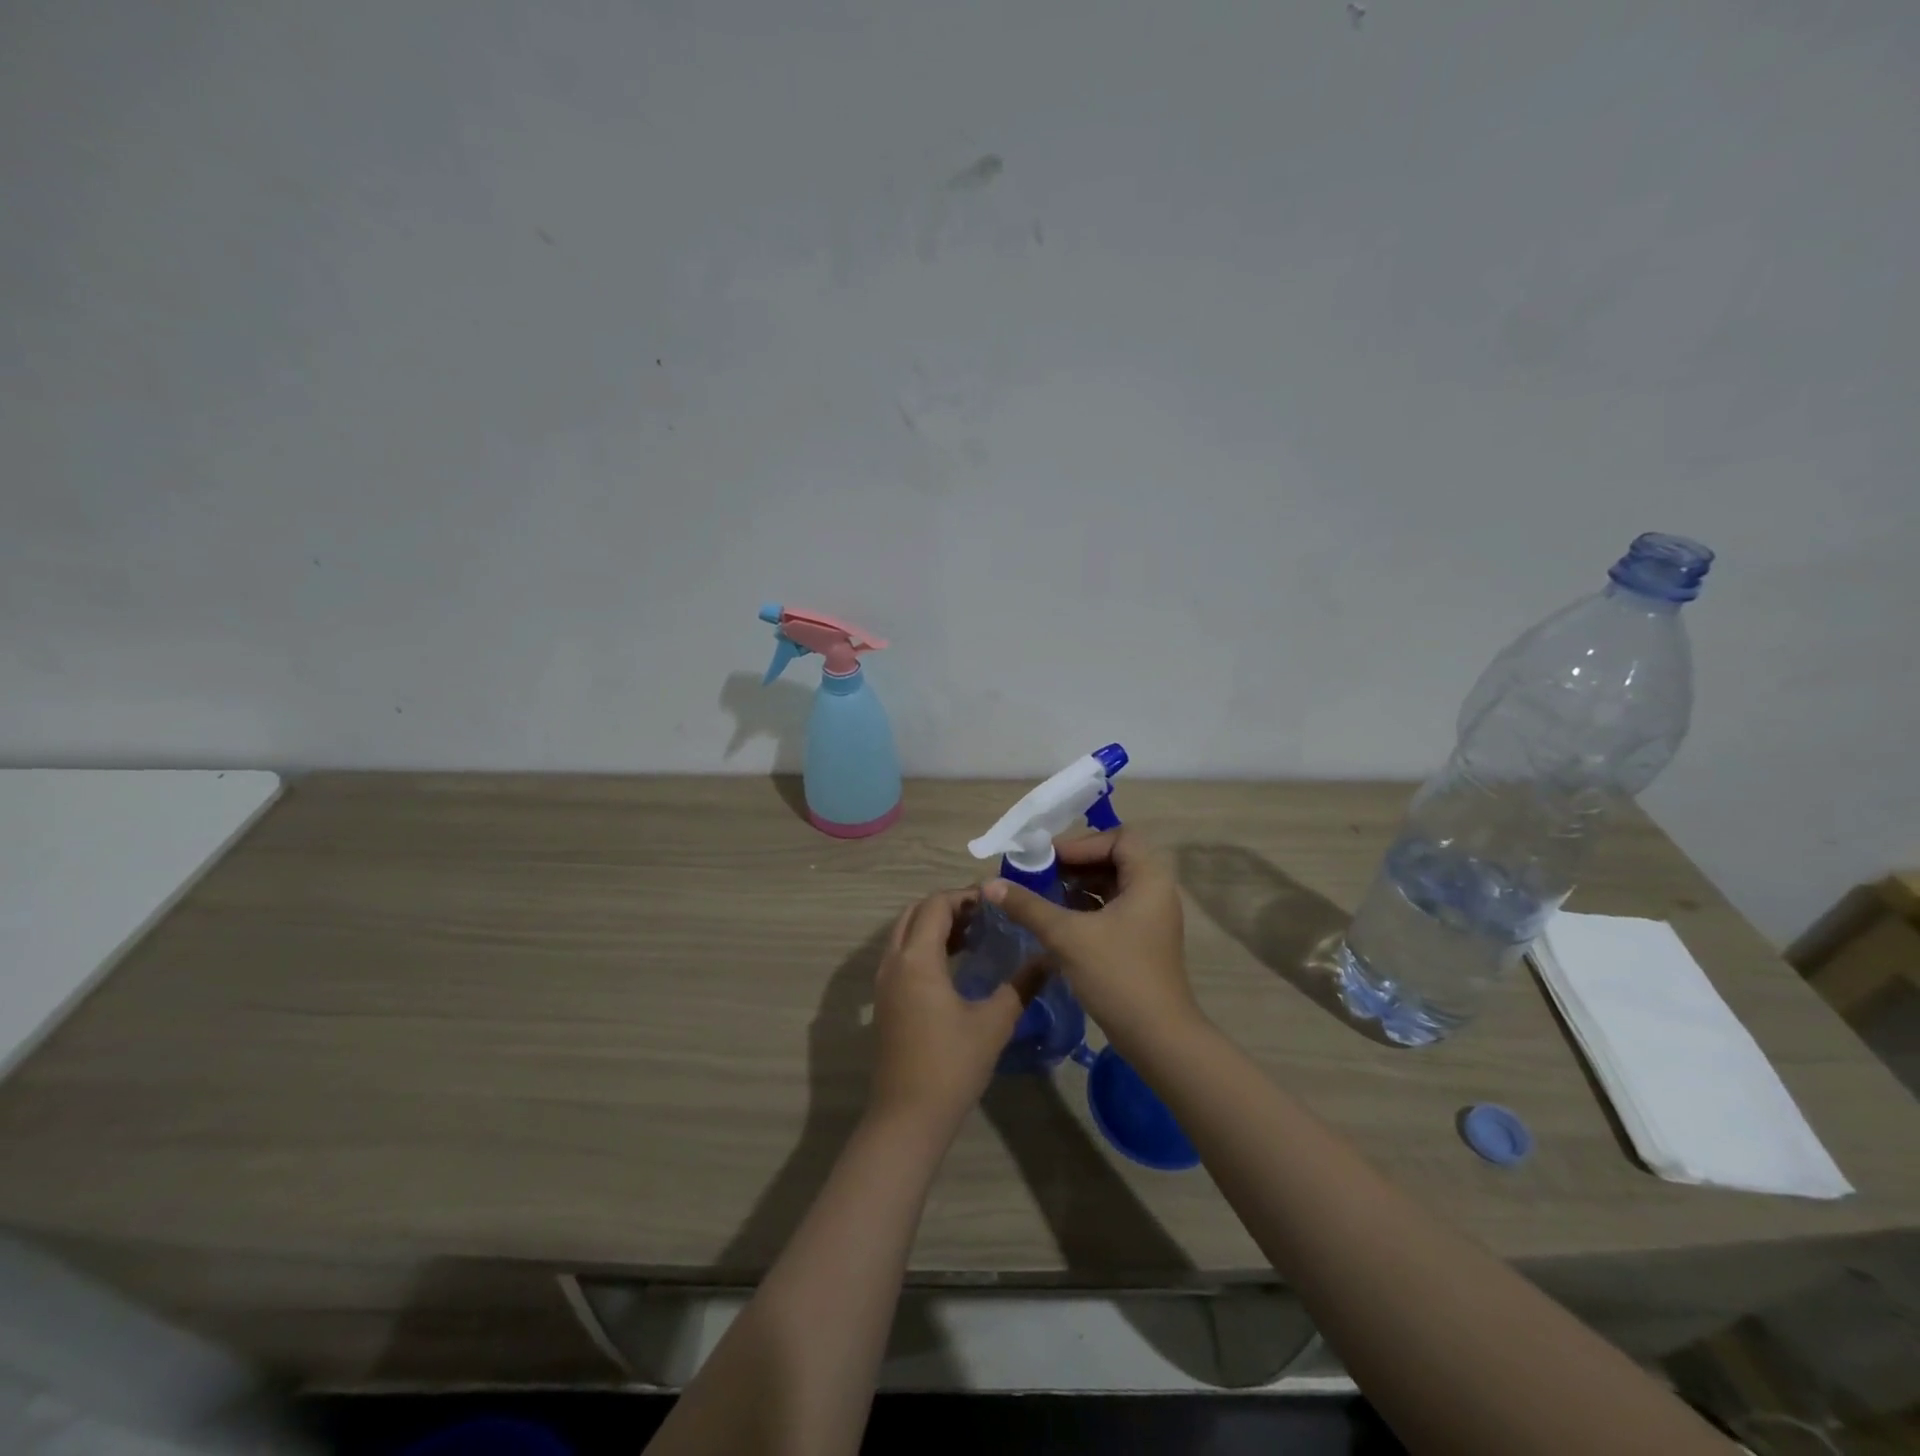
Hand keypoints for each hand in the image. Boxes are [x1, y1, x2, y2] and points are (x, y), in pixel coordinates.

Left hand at [869, 889, 1037, 1135]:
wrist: (907, 1117)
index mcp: (917, 959)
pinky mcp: (884, 1001)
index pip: (936, 905)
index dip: (964, 896)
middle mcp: (894, 962)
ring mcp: (884, 982)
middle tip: (984, 916)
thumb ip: (1021, 985)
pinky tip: (955, 965)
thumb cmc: (952, 1066)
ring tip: (974, 936)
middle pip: (915, 913)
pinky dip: (924, 946)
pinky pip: (901, 955)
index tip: (995, 901)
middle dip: (947, 906)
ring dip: (934, 926)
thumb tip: (1049, 958)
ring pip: (904, 933)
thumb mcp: (994, 1023)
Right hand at [980, 828, 1199, 1053]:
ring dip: (1077, 886)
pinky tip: (1056, 920)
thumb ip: (1028, 906)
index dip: (1081, 843)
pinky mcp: (1141, 940)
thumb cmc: (1118, 976)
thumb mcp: (1067, 936)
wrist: (1158, 1039)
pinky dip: (1085, 908)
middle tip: (1037, 874)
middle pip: (1113, 859)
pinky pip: (1111, 909)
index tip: (1048, 859)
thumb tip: (989, 884)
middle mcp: (1155, 892)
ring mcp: (1150, 918)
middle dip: (1074, 864)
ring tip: (1041, 894)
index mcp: (1149, 879)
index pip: (1118, 838)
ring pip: (1110, 886)